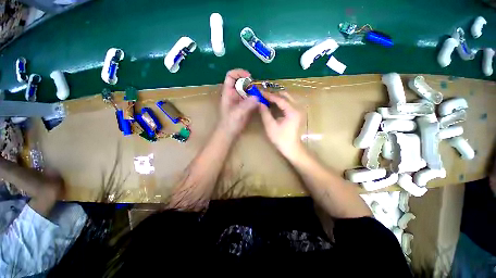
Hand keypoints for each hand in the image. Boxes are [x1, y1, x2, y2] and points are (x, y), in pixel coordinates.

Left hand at [219, 69, 258, 137]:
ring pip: (248, 90)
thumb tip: (257, 97)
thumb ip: (246, 105)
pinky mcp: (246, 106)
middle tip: (258, 88)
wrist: (230, 133)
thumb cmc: (229, 123)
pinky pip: (252, 98)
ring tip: (262, 94)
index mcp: (228, 93)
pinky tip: (262, 100)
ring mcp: (240, 100)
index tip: (249, 77)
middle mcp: (234, 94)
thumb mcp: (236, 113)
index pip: (231, 76)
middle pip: (242, 82)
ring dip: (255, 90)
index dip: (239, 73)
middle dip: (250, 82)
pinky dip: (257, 98)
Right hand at [259, 94, 303, 159]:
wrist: (292, 148)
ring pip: (288, 98)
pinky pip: (290, 103)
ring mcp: (299, 110)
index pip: (280, 99)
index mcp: (292, 111)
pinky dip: (282, 102)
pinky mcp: (298, 113)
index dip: (269, 95)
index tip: (260, 93)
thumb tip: (260, 103)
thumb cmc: (280, 139)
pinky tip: (274, 105)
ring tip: (268, 99)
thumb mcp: (270, 126)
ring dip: (278, 97)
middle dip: (274, 94)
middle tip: (264, 96)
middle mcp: (298, 108)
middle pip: (286, 95)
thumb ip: (265, 113)